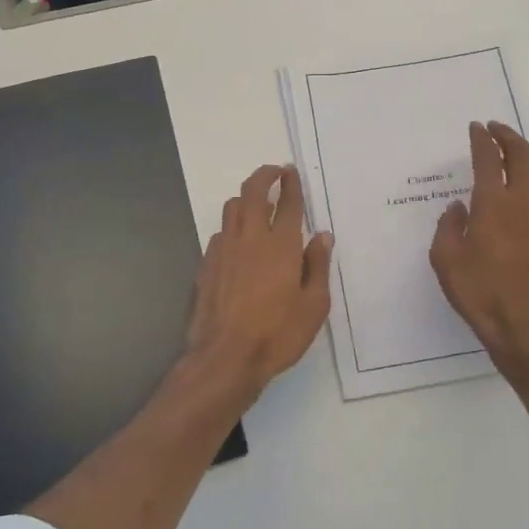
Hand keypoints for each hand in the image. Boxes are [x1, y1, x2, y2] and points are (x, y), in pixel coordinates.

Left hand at [182, 165, 332, 404]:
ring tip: (257, 203)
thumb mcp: (314, 305)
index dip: (290, 183)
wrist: (225, 358)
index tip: (291, 171)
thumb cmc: (277, 334)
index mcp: (281, 245)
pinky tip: (238, 241)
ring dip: (246, 198)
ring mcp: (224, 250)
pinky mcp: (207, 265)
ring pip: (232, 208)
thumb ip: (318, 266)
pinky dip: (232, 227)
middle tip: (274, 172)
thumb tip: (322, 236)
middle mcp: (250, 238)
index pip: (287, 203)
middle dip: (264, 176)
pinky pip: (220, 233)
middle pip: (253, 192)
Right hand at [430, 122, 528, 369]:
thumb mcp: (444, 260)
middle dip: (508, 136)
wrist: (523, 327)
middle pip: (521, 155)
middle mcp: (523, 203)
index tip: (476, 128)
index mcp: (491, 204)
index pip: (487, 158)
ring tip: (519, 159)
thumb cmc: (478, 293)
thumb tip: (459, 207)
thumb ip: (448, 226)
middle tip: (496, 130)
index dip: (480, 139)